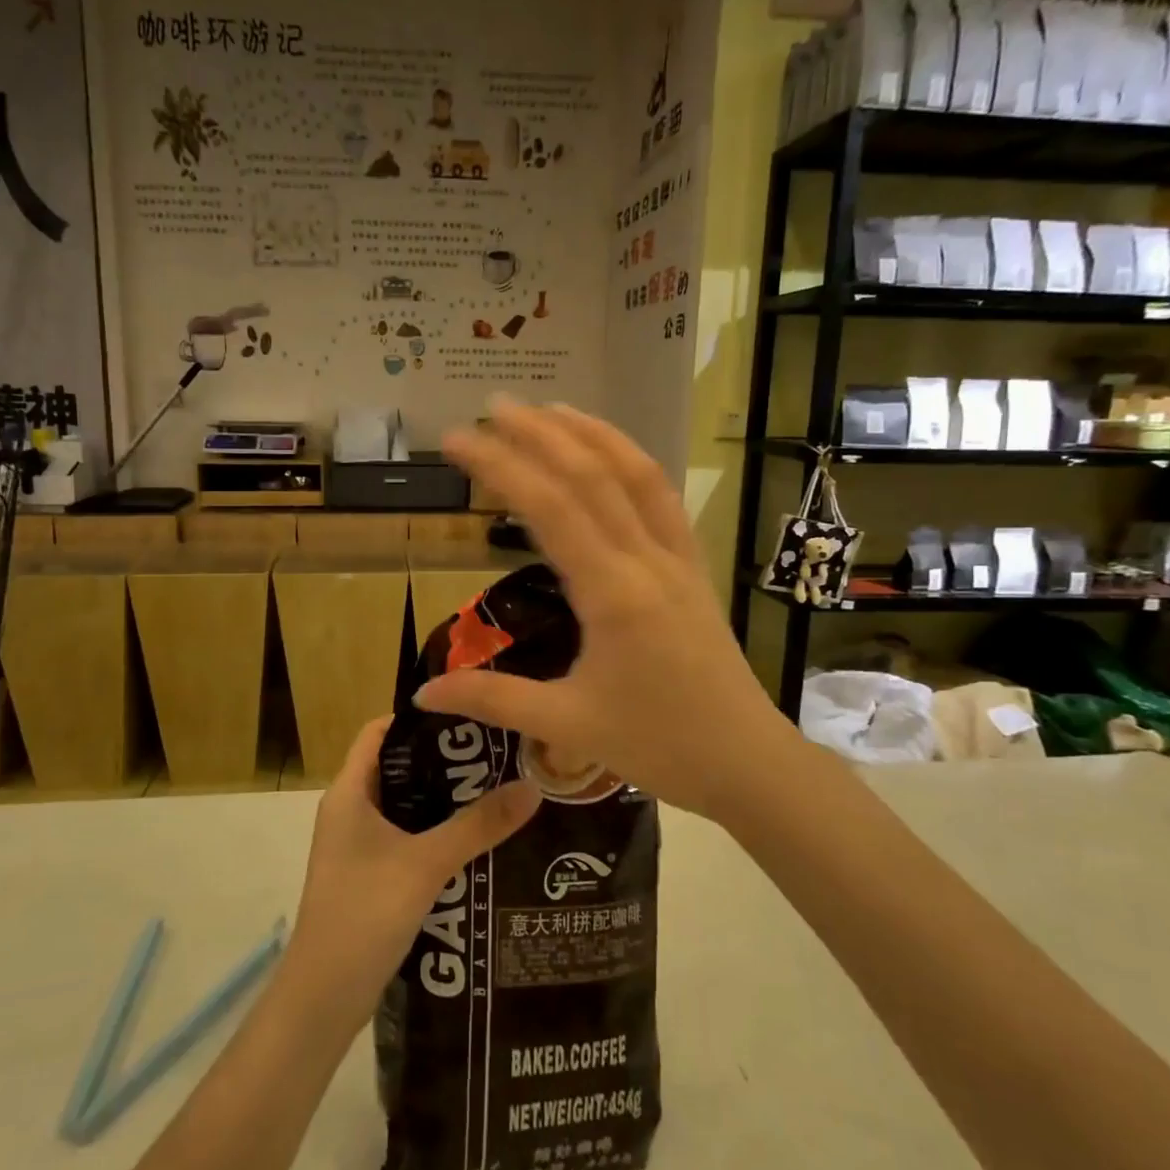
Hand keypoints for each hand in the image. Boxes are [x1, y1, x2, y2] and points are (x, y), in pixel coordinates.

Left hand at [288, 719, 540, 1007]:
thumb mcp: (426, 864)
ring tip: (496, 790)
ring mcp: (357, 845)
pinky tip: (476, 840)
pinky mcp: (369, 875)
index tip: (468, 714)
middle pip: (397, 767)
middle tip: (495, 754)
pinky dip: (436, 832)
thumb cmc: (364, 915)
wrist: (322, 1000)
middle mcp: (349, 810)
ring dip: (443, 799)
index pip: (379, 732)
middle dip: (443, 760)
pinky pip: (406, 837)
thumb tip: (532, 786)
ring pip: (405, 805)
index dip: (419, 718)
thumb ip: (479, 825)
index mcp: (349, 792)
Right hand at [414, 400, 797, 824]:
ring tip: (549, 409)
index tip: (456, 440)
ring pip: (636, 475)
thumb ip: (492, 699)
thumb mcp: (567, 725)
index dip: (499, 465)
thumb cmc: (658, 746)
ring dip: (591, 435)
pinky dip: (632, 463)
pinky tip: (610, 455)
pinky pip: (663, 499)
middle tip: (491, 407)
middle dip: (539, 433)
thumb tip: (422, 690)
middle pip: (591, 475)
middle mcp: (647, 560)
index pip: (548, 508)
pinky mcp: (693, 567)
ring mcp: (677, 558)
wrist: (747, 762)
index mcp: (612, 593)